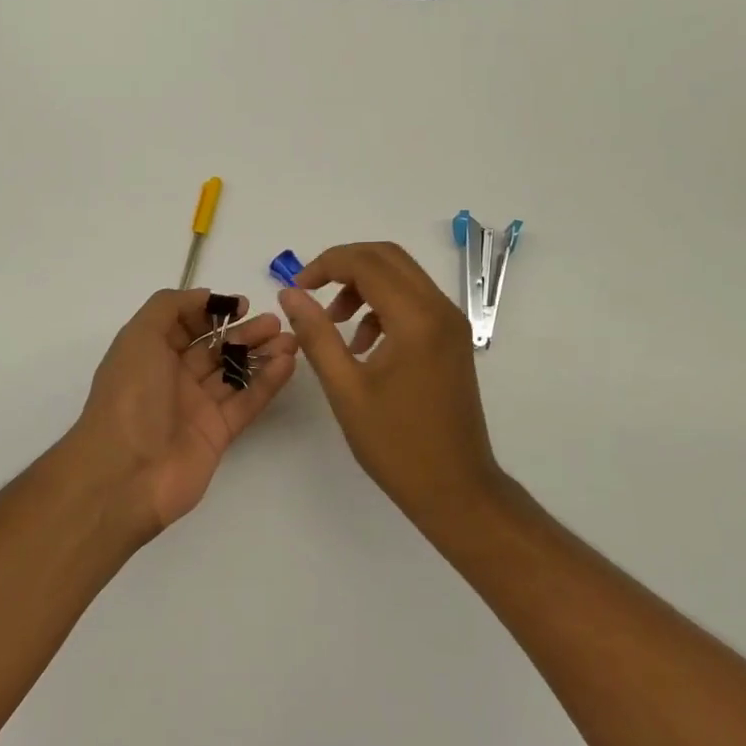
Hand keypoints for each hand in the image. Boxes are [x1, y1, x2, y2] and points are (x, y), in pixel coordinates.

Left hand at [69, 289, 296, 531]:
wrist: (125, 473)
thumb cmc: (130, 396)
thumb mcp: (139, 337)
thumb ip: (169, 307)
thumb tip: (205, 297)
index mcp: (150, 354)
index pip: (185, 325)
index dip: (212, 312)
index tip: (242, 305)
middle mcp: (173, 377)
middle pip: (215, 348)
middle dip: (245, 332)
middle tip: (275, 323)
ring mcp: (197, 407)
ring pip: (235, 373)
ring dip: (262, 354)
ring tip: (290, 340)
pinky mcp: (218, 433)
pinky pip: (246, 401)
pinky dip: (267, 382)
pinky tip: (287, 363)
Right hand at [278, 243, 500, 517]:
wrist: (456, 488)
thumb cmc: (396, 444)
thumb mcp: (345, 388)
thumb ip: (317, 334)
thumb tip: (290, 294)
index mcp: (416, 318)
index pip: (367, 262)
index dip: (325, 265)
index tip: (296, 288)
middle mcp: (440, 309)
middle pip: (388, 257)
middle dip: (344, 266)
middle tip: (311, 293)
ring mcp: (451, 323)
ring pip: (402, 277)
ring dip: (363, 286)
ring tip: (335, 325)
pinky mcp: (452, 339)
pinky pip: (414, 301)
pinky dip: (382, 306)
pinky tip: (362, 345)